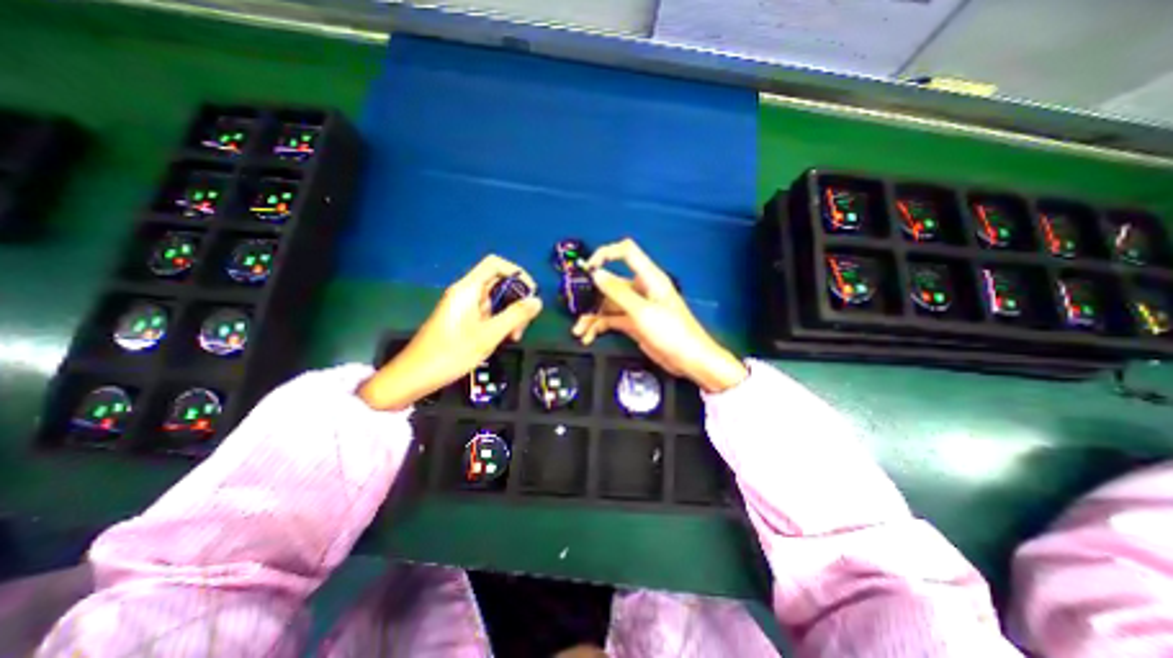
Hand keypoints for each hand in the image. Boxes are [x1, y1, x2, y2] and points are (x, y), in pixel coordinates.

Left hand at [361, 254, 542, 407]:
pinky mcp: (463, 319)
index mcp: (468, 289)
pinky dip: (499, 322)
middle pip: (498, 283)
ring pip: (495, 300)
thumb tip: (537, 301)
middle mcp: (466, 293)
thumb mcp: (488, 335)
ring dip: (509, 314)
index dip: (516, 273)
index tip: (530, 294)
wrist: (414, 376)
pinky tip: (501, 339)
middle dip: (516, 300)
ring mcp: (464, 306)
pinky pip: (487, 312)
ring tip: (513, 337)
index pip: (495, 264)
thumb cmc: (451, 354)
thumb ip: (515, 316)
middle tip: (522, 325)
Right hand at [574, 241, 746, 395]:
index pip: (626, 252)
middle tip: (575, 307)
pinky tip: (588, 337)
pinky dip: (599, 327)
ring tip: (578, 331)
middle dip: (592, 295)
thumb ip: (618, 292)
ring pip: (608, 305)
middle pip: (611, 283)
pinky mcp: (633, 323)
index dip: (606, 254)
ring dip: (592, 316)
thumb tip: (596, 274)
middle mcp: (640, 289)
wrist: (689, 360)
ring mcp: (636, 307)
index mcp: (649, 278)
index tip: (588, 268)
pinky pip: (611, 320)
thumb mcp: (642, 312)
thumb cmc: (671, 332)